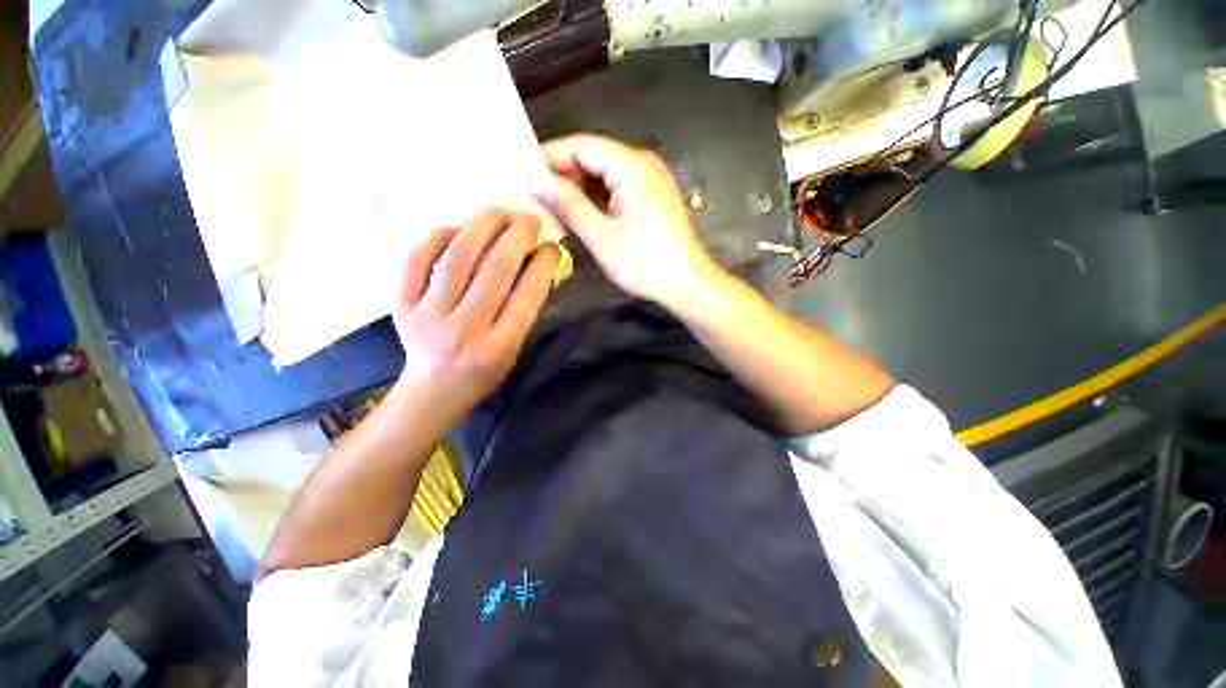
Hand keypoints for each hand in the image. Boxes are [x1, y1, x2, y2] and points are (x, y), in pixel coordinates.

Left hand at [392, 208, 558, 425]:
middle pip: (493, 271)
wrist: (433, 390)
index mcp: (499, 346)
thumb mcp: (514, 349)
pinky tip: (457, 228)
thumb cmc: (484, 372)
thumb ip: (525, 310)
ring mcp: (427, 315)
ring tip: (499, 212)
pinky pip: (415, 260)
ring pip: (456, 258)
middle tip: (529, 219)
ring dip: (481, 227)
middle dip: (516, 237)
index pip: (526, 296)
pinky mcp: (400, 305)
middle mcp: (464, 329)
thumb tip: (536, 263)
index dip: (542, 265)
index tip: (552, 245)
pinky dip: (437, 237)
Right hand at [530, 134, 721, 312]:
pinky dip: (596, 199)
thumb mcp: (602, 236)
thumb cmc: (645, 263)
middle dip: (563, 175)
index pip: (581, 145)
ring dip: (579, 189)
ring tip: (552, 208)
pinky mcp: (651, 197)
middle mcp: (643, 164)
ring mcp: (650, 180)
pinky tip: (580, 215)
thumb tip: (535, 179)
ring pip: (604, 174)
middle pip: (593, 157)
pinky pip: (616, 188)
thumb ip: (568, 204)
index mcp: (632, 166)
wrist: (687, 284)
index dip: (551, 157)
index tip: (525, 176)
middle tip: (535, 197)